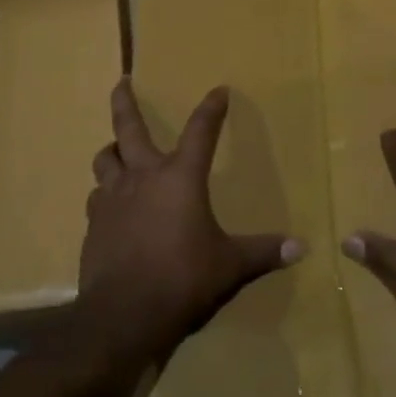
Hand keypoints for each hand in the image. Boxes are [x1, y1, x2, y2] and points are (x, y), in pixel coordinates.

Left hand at [78, 79, 301, 358]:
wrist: (124, 313)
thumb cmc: (183, 279)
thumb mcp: (230, 266)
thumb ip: (263, 252)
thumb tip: (301, 248)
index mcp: (180, 178)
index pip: (201, 131)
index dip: (211, 109)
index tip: (219, 91)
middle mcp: (143, 177)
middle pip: (128, 127)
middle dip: (126, 101)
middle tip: (122, 82)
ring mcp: (113, 198)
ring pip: (105, 159)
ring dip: (112, 151)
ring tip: (118, 151)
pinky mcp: (94, 223)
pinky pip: (98, 197)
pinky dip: (106, 193)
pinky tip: (113, 206)